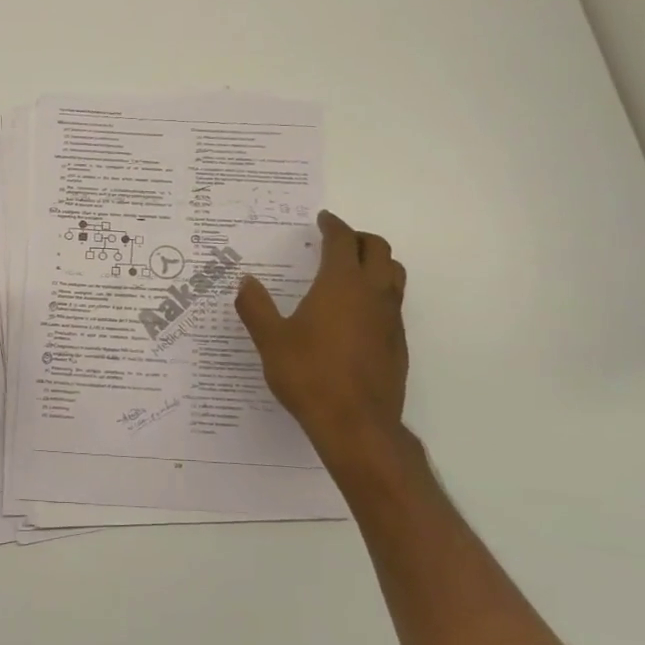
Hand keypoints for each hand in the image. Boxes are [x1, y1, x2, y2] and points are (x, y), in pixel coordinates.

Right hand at [235, 210, 408, 465]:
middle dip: (359, 238)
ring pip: (394, 274)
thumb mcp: (271, 340)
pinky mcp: (398, 343)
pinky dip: (379, 292)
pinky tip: (358, 313)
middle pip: (378, 249)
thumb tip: (246, 281)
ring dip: (377, 262)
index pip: (343, 240)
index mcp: (341, 284)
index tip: (323, 220)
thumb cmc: (309, 375)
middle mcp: (372, 293)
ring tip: (354, 270)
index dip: (333, 226)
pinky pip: (394, 303)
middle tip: (339, 241)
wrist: (356, 424)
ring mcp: (390, 318)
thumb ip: (256, 307)